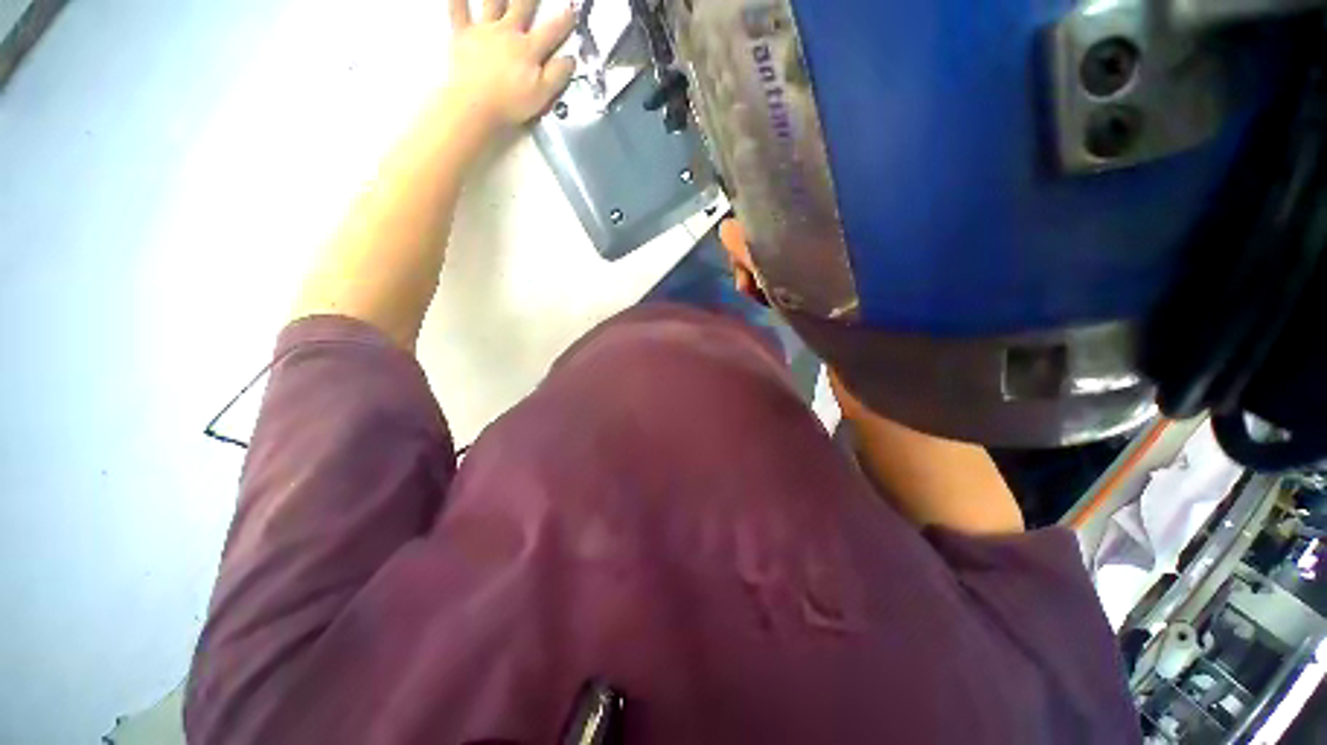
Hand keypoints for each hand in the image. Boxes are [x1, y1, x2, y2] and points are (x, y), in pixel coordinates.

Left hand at [445, 0, 576, 130]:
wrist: (474, 106)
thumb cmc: (510, 104)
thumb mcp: (542, 95)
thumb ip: (558, 75)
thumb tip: (570, 60)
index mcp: (529, 49)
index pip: (552, 31)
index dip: (564, 21)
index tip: (571, 11)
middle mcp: (507, 32)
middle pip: (522, 8)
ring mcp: (483, 31)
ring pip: (493, 2)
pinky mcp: (462, 35)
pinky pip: (457, 9)